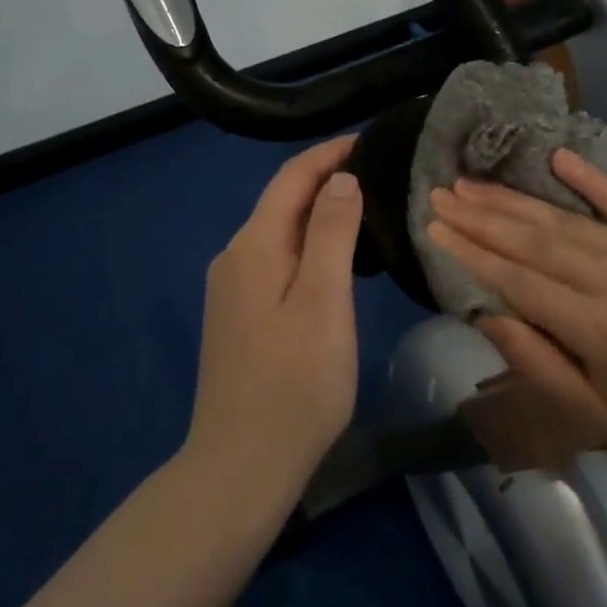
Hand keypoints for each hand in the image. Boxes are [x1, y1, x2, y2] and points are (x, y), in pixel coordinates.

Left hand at [185, 137, 363, 498]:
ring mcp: (230, 289)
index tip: (368, 140)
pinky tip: (332, 259)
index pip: (291, 177)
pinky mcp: (237, 316)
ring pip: (278, 232)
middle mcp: (234, 257)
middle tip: (377, 173)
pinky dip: (305, 244)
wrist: (240, 466)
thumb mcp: (324, 300)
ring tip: (364, 209)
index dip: (328, 154)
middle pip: (281, 201)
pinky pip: (274, 259)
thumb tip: (341, 178)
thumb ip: (332, 233)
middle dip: (324, 179)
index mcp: (253, 245)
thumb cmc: (295, 382)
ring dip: (316, 212)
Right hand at [427, 148, 606, 483]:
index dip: (472, 253)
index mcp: (601, 330)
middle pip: (536, 241)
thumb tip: (484, 311)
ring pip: (568, 221)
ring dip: (515, 200)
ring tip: (472, 183)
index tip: (434, 228)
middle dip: (482, 216)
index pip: (520, 281)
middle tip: (441, 194)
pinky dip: (590, 179)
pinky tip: (556, 156)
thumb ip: (535, 362)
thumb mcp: (592, 415)